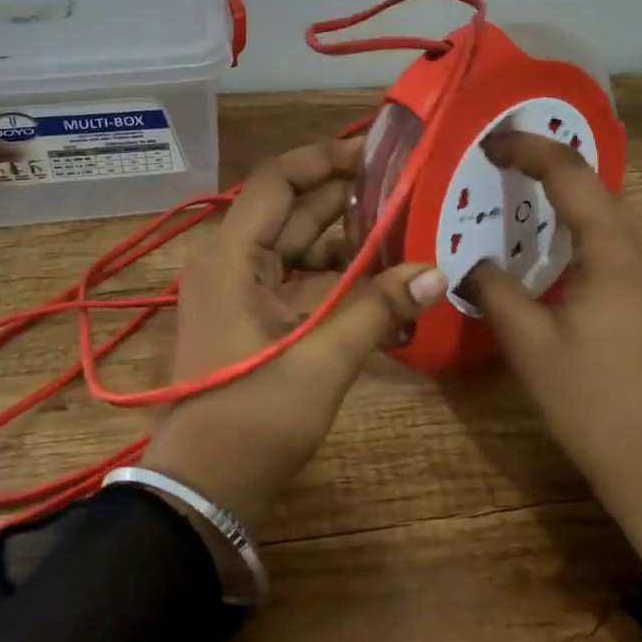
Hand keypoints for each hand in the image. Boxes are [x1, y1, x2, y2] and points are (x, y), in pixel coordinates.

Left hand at [142, 137, 447, 530]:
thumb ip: (378, 309)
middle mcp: (230, 259)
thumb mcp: (322, 360)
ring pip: (298, 244)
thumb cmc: (254, 417)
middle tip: (405, 186)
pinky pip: (296, 277)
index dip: (325, 158)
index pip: (278, 180)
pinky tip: (380, 277)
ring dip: (345, 238)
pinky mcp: (251, 314)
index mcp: (232, 254)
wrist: (203, 489)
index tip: (376, 152)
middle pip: (292, 209)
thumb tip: (438, 272)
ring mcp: (239, 288)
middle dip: (346, 196)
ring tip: (403, 227)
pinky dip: (334, 274)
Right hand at [465, 132, 641, 570]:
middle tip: (510, 205)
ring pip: (625, 234)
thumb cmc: (595, 407)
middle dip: (552, 195)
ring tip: (547, 260)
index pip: (570, 173)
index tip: (494, 143)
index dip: (528, 148)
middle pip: (600, 202)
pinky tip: (594, 299)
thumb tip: (474, 264)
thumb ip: (494, 290)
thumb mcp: (528, 348)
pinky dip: (613, 261)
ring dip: (584, 234)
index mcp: (620, 250)